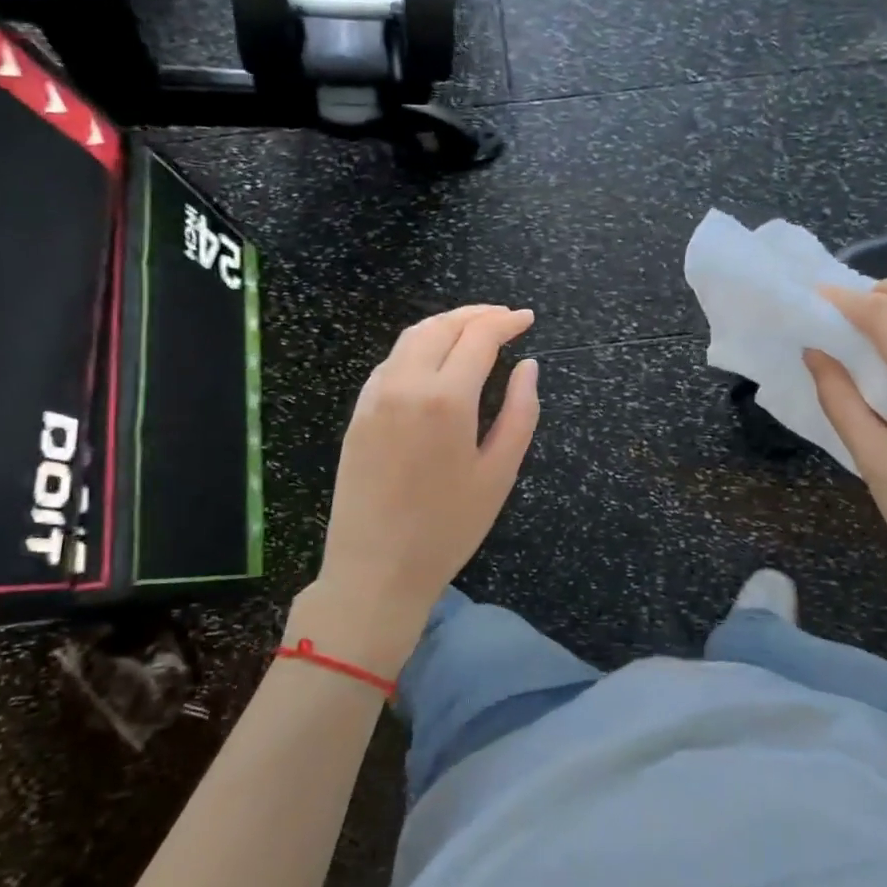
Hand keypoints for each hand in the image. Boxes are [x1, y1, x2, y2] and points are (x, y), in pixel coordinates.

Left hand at [305, 305, 539, 672]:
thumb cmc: (448, 528)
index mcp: (446, 399)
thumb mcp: (499, 473)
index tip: (527, 319)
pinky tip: (436, 360)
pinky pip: (391, 362)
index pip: (479, 337)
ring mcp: (375, 397)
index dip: (506, 322)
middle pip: (441, 326)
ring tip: (474, 330)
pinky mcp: (358, 413)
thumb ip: (519, 412)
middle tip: (505, 318)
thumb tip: (528, 366)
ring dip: (445, 324)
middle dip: (476, 314)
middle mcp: (405, 384)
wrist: (375, 571)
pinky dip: (418, 346)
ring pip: (411, 337)